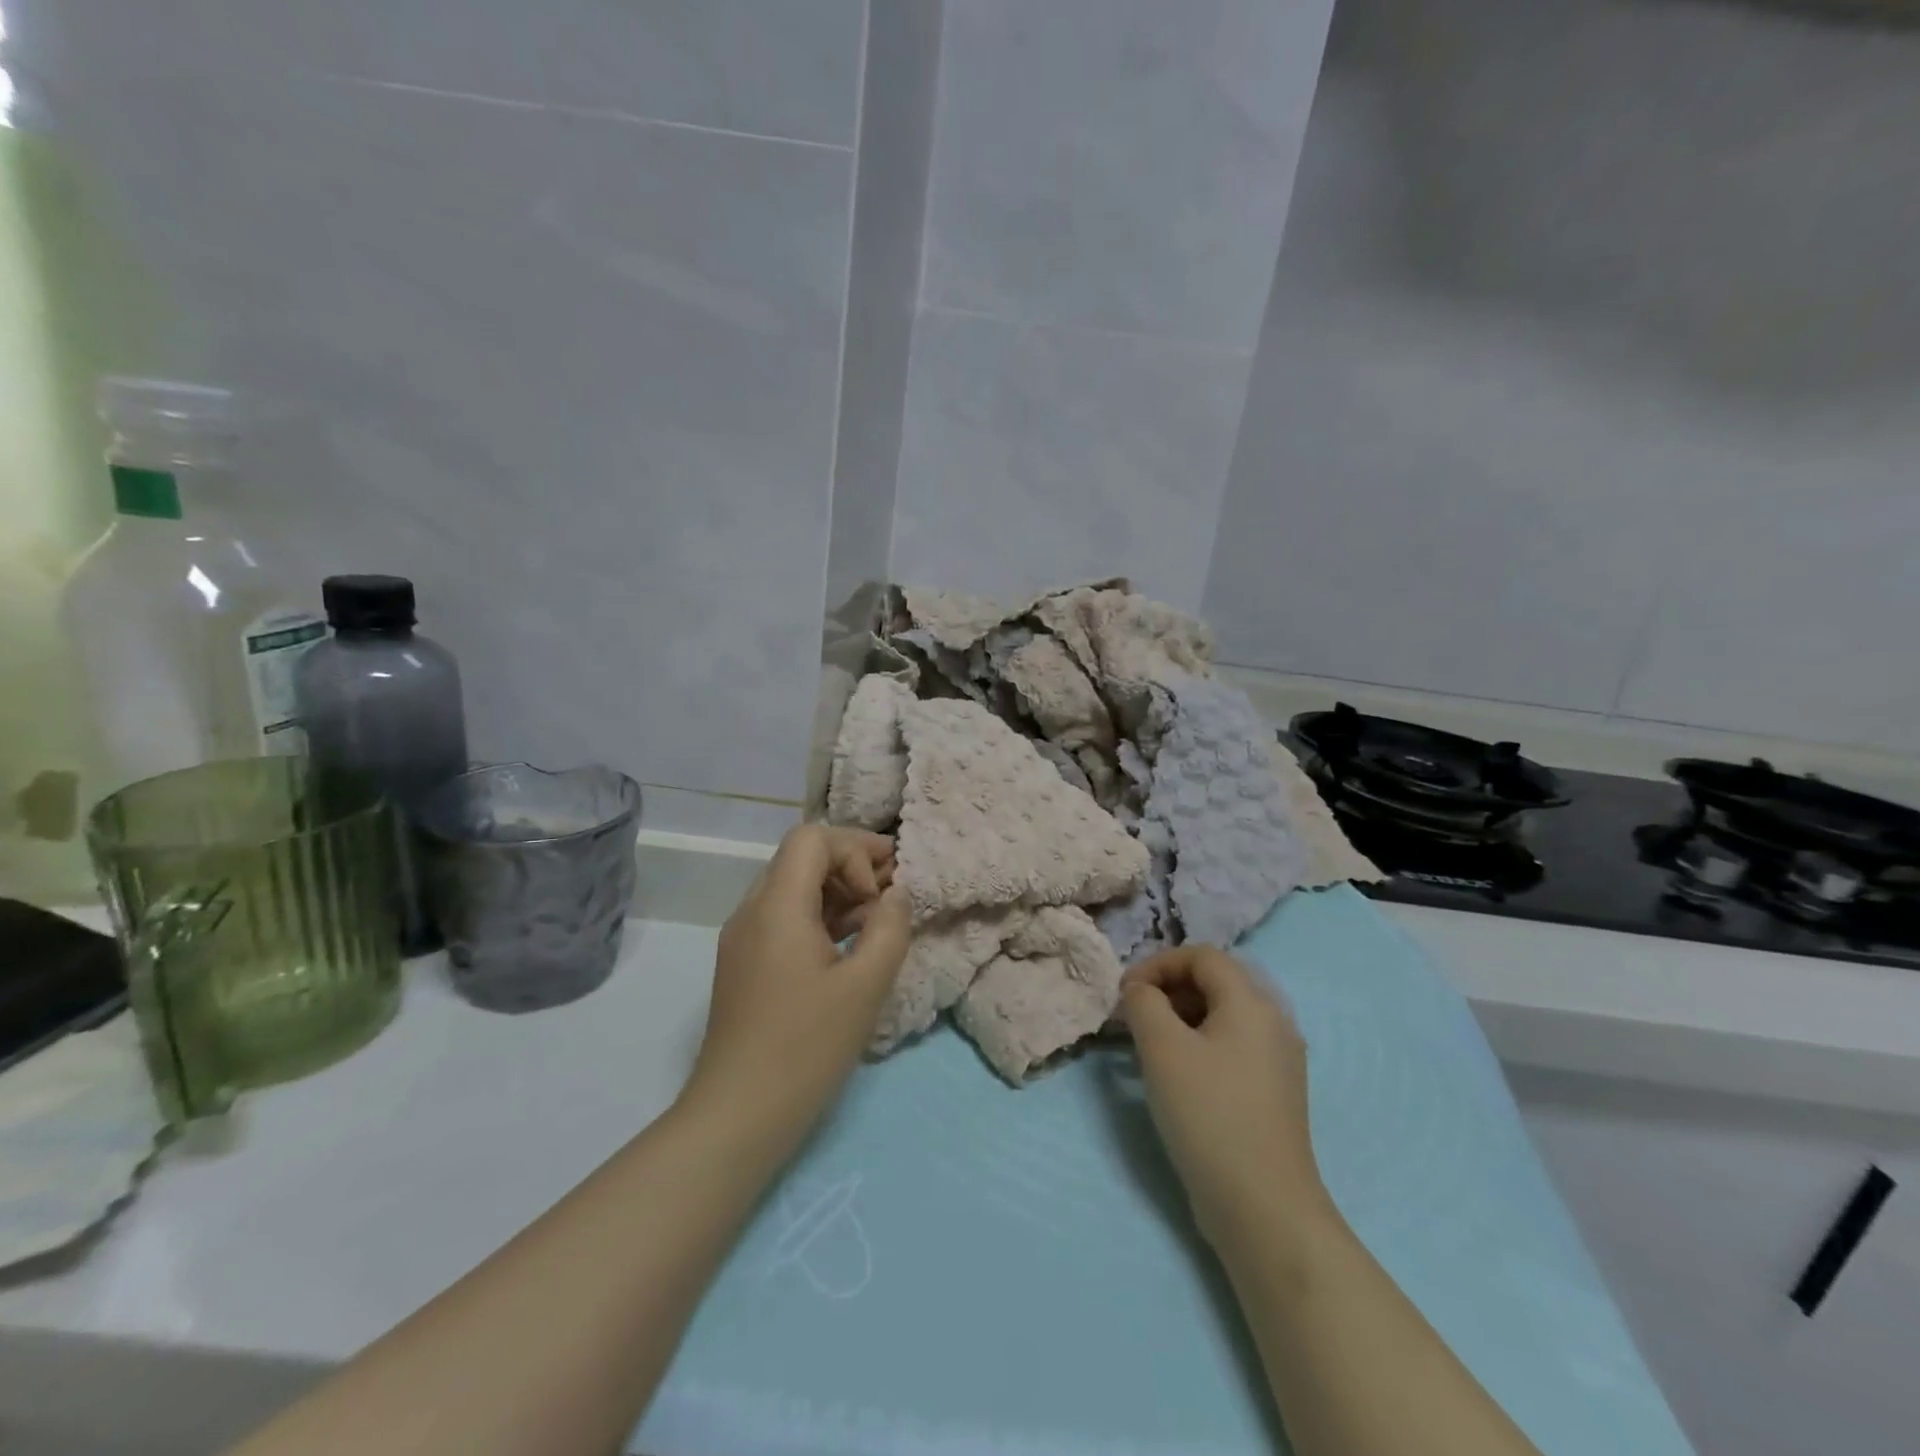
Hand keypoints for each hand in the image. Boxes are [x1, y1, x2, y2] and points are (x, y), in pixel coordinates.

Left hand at [680, 825, 912, 1162]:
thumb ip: (890, 927)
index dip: (855, 850)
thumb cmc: (806, 1048)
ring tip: (879, 918)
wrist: (738, 1116)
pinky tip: (851, 943)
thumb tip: (897, 893)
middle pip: (802, 856)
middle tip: (893, 889)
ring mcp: (744, 938)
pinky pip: (785, 917)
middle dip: (851, 863)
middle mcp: (752, 910)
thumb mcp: (865, 985)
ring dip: (838, 890)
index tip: (881, 892)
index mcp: (776, 906)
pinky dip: (820, 916)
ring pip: (793, 886)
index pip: (813, 838)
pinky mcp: (745, 963)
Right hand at [1120, 947, 1331, 1247]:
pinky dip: (1198, 1046)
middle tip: (1133, 1017)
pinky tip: (1176, 1077)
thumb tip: (1140, 991)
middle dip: (1167, 990)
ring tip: (1147, 1047)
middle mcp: (1273, 1022)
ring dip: (1179, 1018)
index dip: (1158, 963)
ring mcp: (1278, 1060)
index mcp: (1252, 1002)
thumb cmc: (1209, 1114)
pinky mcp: (1273, 1093)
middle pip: (1214, 983)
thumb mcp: (1162, 1048)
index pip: (1202, 956)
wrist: (1263, 1207)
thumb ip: (1143, 1003)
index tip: (1125, 992)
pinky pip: (1231, 1048)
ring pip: (1221, 1017)